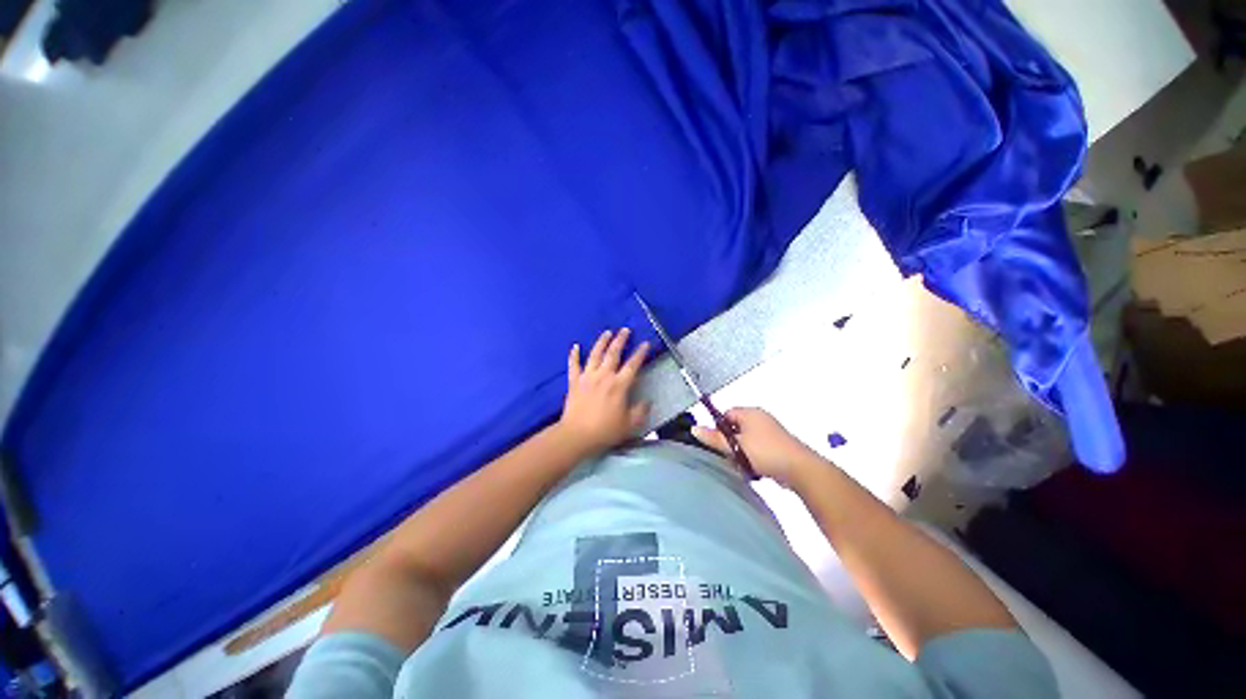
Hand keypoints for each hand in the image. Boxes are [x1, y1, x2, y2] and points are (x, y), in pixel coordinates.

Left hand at [557, 328, 650, 457]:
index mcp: (619, 385)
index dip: (640, 353)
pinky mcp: (574, 381)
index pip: (633, 364)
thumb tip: (647, 402)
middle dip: (621, 340)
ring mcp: (587, 377)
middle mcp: (604, 376)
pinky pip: (573, 365)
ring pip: (595, 354)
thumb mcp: (630, 424)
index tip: (645, 343)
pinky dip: (574, 354)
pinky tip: (575, 346)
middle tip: (625, 330)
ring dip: (601, 342)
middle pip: (613, 353)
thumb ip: (640, 411)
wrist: (576, 435)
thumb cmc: (605, 430)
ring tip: (607, 332)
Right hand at [692, 407, 822, 486]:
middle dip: (730, 441)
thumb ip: (714, 438)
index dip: (719, 427)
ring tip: (741, 464)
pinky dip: (754, 456)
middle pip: (736, 426)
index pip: (726, 413)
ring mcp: (771, 431)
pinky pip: (758, 447)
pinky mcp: (778, 445)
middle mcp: (761, 417)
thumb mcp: (735, 446)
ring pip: (747, 439)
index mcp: (750, 412)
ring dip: (742, 451)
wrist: (800, 469)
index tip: (718, 443)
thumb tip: (694, 428)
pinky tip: (754, 468)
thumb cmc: (765, 452)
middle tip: (728, 455)